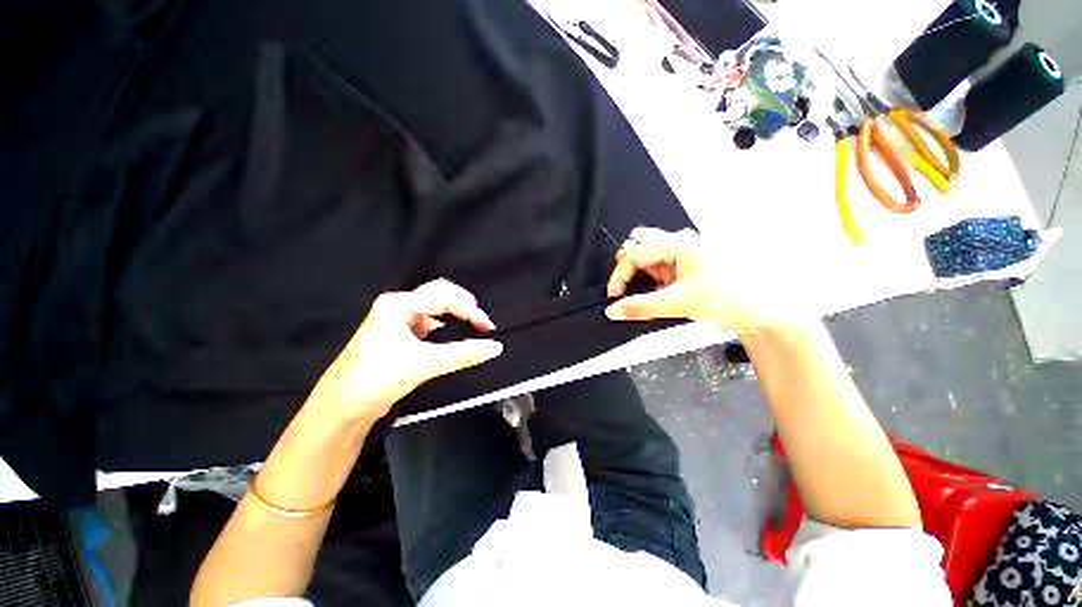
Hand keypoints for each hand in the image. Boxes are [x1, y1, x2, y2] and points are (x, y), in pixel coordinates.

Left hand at [305, 279, 502, 423]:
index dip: (469, 310)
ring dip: (455, 315)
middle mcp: (398, 308)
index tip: (487, 326)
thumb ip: (463, 354)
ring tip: (473, 326)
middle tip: (481, 321)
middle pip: (440, 294)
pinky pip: (431, 324)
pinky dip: (446, 327)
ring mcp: (399, 321)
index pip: (444, 298)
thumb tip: (494, 347)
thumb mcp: (423, 364)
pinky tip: (454, 336)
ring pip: (436, 308)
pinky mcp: (402, 336)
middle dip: (463, 305)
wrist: (343, 407)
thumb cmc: (374, 379)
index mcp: (398, 305)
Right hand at [605, 227, 811, 334]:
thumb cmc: (729, 298)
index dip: (619, 275)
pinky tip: (657, 295)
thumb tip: (614, 310)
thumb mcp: (679, 303)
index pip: (633, 253)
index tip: (614, 297)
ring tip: (644, 294)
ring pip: (647, 258)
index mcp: (678, 244)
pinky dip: (650, 282)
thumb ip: (641, 307)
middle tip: (627, 289)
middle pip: (638, 247)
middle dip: (627, 269)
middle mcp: (678, 244)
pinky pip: (658, 270)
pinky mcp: (685, 268)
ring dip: (639, 276)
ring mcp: (682, 256)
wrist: (761, 312)